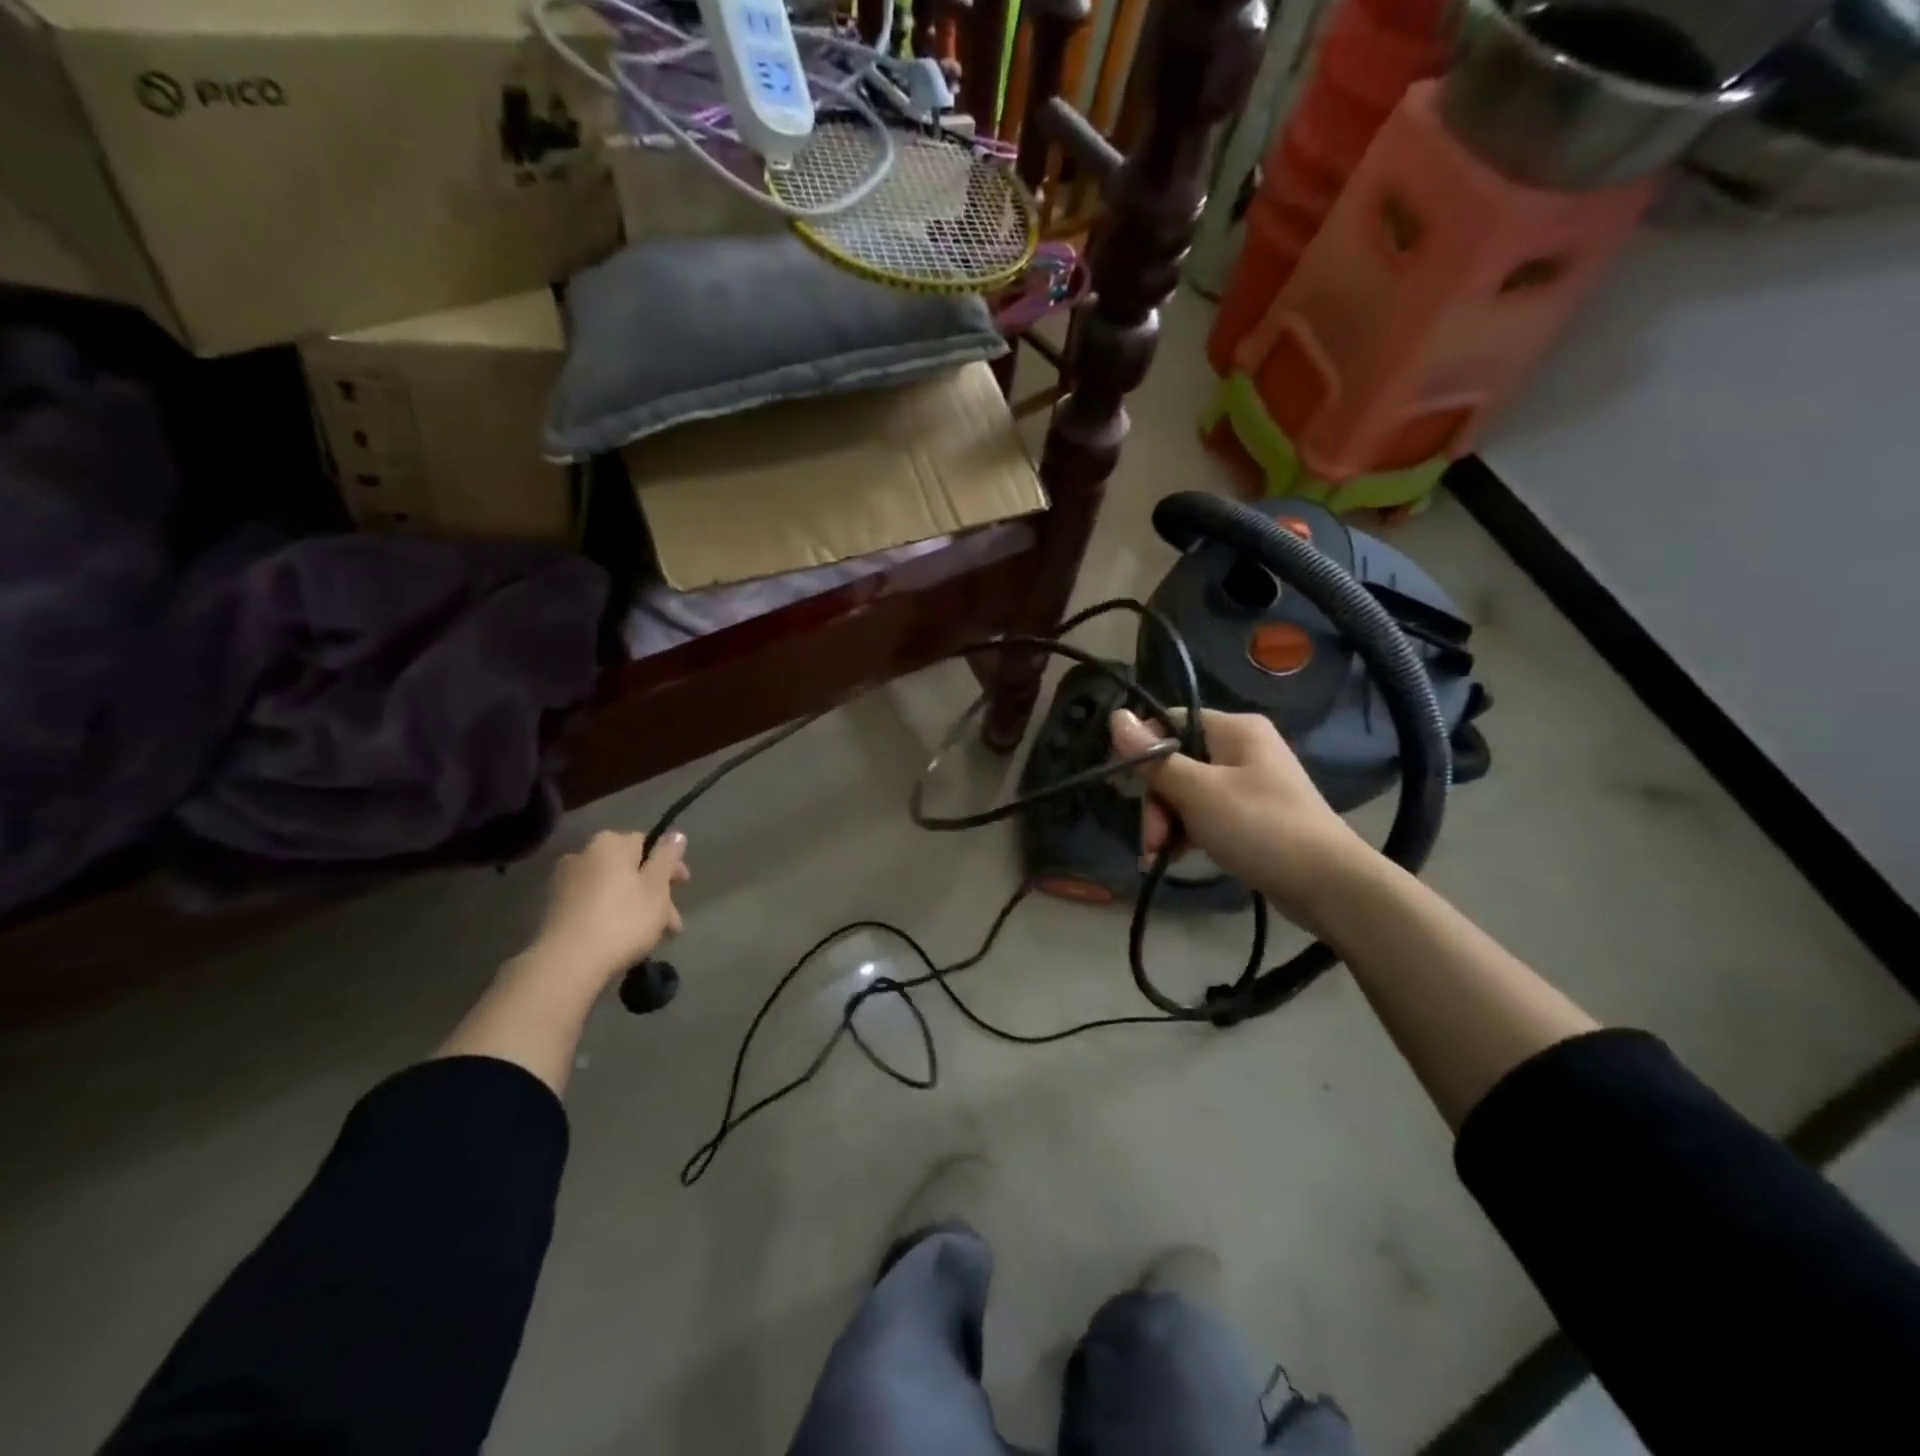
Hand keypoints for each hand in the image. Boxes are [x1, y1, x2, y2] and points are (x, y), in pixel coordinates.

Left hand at [529, 829, 689, 985]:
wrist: (567, 964)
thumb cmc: (622, 920)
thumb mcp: (657, 887)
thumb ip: (668, 857)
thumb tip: (676, 834)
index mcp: (610, 844)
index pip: (647, 843)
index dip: (669, 865)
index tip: (683, 887)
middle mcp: (583, 855)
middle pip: (630, 869)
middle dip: (656, 893)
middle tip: (672, 923)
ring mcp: (565, 883)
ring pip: (614, 889)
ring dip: (637, 908)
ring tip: (655, 938)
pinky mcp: (555, 910)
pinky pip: (594, 905)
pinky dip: (613, 916)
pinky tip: (625, 940)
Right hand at [1111, 708, 1374, 932]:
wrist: (1329, 884)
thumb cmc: (1260, 827)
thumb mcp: (1198, 792)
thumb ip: (1154, 758)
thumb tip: (1115, 716)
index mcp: (1234, 729)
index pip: (1169, 722)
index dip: (1141, 750)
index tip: (1124, 787)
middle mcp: (1241, 747)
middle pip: (1175, 762)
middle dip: (1155, 802)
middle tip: (1151, 839)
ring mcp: (1247, 782)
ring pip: (1186, 791)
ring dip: (1166, 822)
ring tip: (1157, 856)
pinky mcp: (1251, 814)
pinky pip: (1205, 813)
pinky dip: (1186, 833)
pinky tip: (1173, 858)